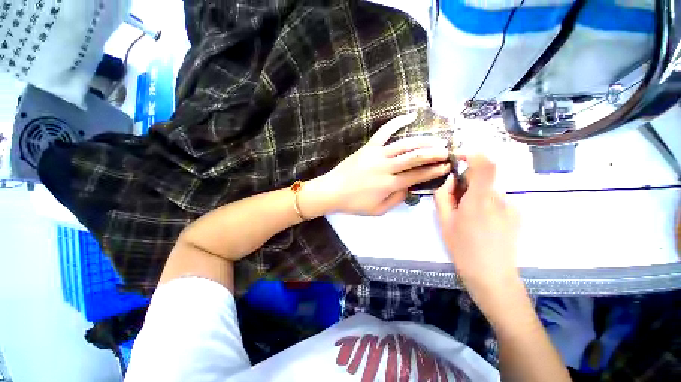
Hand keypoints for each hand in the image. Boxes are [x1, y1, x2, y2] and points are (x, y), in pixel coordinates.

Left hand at [306, 114, 450, 215]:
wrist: (332, 191)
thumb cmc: (354, 203)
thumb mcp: (378, 210)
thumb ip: (396, 199)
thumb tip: (409, 188)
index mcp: (389, 184)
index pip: (417, 175)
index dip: (434, 171)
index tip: (446, 166)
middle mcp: (386, 167)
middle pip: (415, 157)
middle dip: (434, 153)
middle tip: (447, 151)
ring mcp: (377, 154)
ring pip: (404, 144)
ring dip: (422, 141)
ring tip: (436, 140)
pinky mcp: (368, 147)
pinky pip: (384, 132)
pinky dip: (397, 122)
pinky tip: (410, 116)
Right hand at [434, 155, 519, 303]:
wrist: (492, 276)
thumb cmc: (463, 248)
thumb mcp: (444, 221)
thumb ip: (443, 195)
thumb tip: (449, 179)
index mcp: (480, 199)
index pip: (485, 164)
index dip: (474, 154)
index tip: (460, 158)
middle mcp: (500, 198)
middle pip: (483, 178)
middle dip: (467, 183)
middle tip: (455, 202)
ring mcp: (511, 207)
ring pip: (489, 190)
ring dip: (475, 195)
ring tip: (467, 217)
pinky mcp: (516, 215)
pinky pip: (497, 200)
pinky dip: (485, 204)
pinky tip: (481, 224)